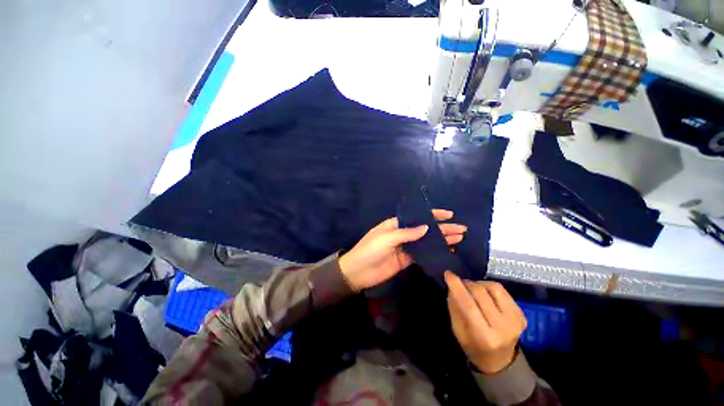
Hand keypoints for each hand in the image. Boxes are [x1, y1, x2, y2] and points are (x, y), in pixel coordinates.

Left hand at [339, 209, 466, 291]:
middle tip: (461, 229)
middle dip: (442, 228)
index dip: (433, 215)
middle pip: (425, 229)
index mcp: (396, 224)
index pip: (417, 216)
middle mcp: (403, 233)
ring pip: (426, 242)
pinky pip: (423, 254)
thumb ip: (407, 233)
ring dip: (442, 240)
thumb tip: (426, 227)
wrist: (359, 271)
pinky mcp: (407, 260)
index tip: (449, 214)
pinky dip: (434, 253)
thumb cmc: (370, 249)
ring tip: (459, 238)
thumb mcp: (387, 237)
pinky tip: (447, 252)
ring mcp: (406, 247)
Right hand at [445, 271, 526, 373]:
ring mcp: (516, 321)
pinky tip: (486, 296)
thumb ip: (454, 307)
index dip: (457, 287)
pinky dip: (490, 288)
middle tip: (460, 284)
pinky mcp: (522, 315)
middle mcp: (503, 328)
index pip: (469, 305)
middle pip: (481, 293)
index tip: (448, 274)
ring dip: (479, 284)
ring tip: (473, 289)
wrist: (499, 361)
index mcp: (485, 337)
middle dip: (467, 284)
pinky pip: (503, 291)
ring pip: (494, 287)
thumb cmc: (473, 346)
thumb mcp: (457, 330)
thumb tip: (453, 285)